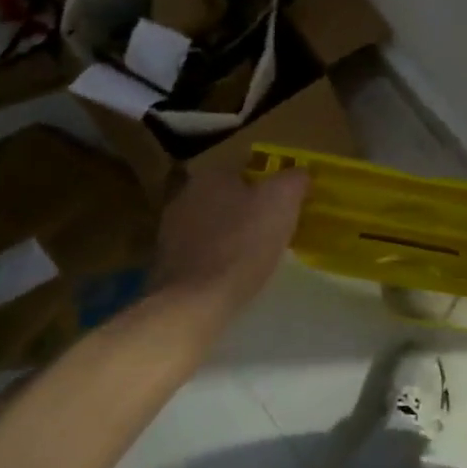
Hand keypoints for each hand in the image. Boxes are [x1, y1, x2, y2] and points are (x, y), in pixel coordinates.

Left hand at [150, 167, 308, 315]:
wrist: (194, 301)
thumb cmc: (242, 244)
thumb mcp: (281, 203)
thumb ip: (293, 180)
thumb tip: (300, 174)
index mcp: (211, 174)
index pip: (247, 167)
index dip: (270, 182)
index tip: (288, 203)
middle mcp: (185, 195)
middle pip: (227, 195)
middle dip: (248, 208)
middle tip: (274, 228)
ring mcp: (170, 230)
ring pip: (211, 223)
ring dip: (231, 234)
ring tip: (255, 255)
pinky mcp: (166, 262)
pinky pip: (200, 252)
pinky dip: (216, 258)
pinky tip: (231, 275)